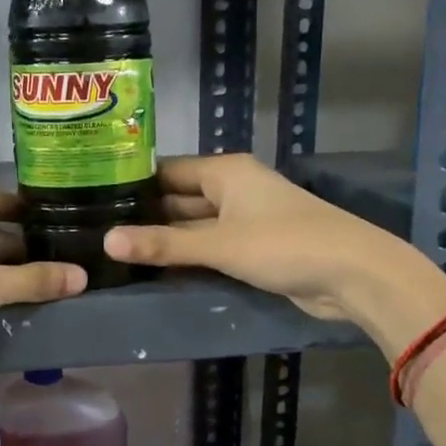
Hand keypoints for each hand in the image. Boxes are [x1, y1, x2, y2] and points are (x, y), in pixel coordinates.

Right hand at [103, 155, 445, 340]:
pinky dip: (188, 257)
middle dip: (145, 216)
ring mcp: (244, 219)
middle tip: (96, 232)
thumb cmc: (284, 244)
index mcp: (224, 171)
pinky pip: (210, 247)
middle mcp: (232, 188)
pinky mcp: (253, 248)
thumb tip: (106, 242)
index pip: (166, 171)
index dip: (132, 184)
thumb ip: (163, 245)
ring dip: (166, 241)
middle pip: (178, 199)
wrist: (353, 275)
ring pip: (193, 227)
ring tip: (116, 253)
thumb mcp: (219, 244)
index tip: (92, 199)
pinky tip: (156, 270)